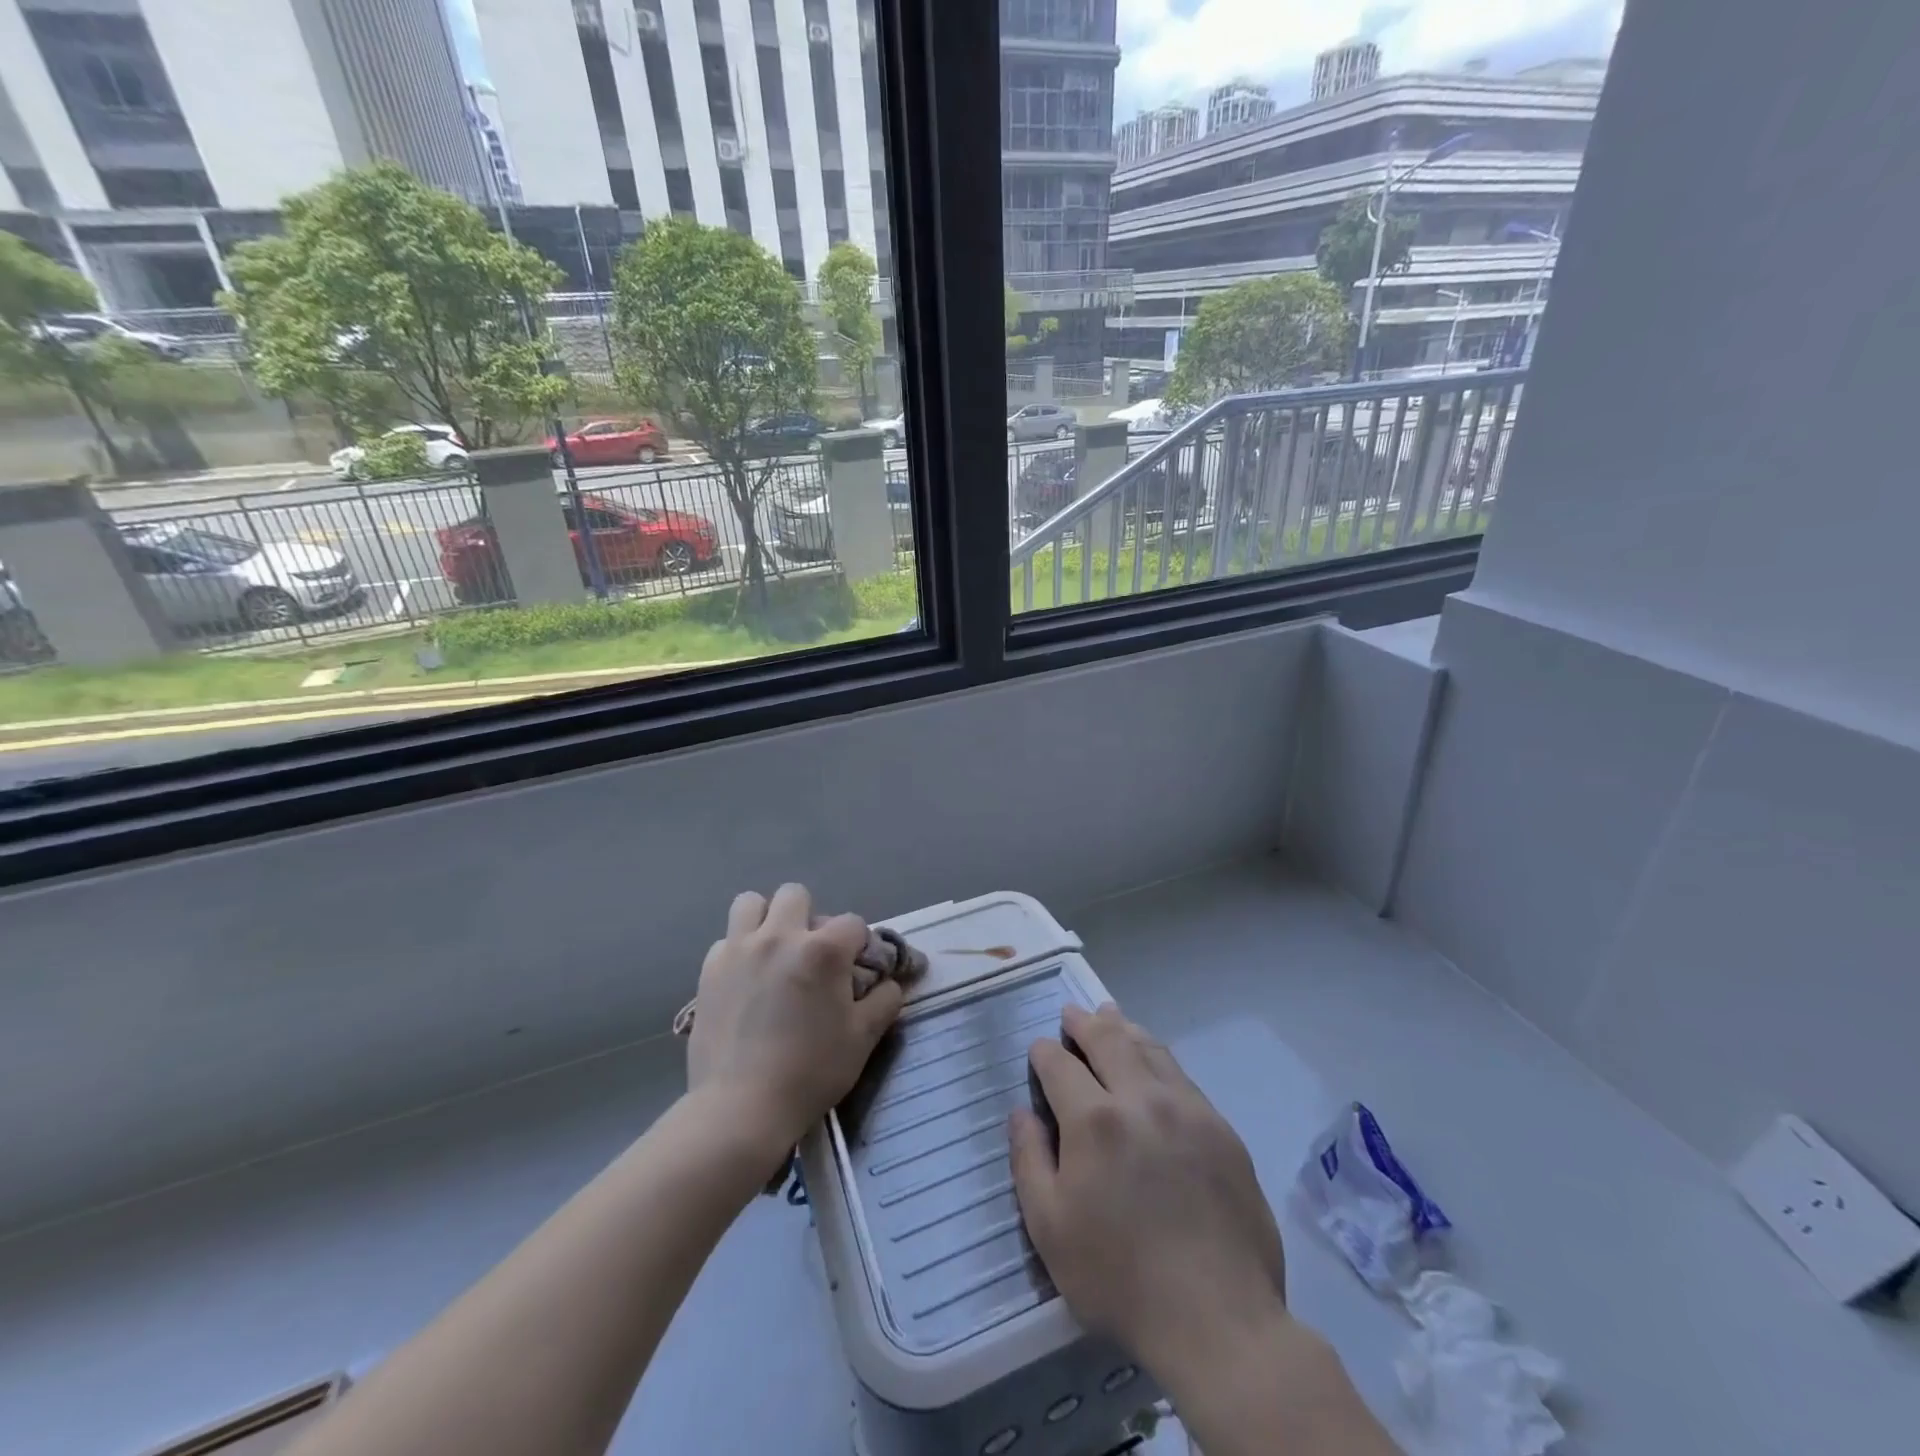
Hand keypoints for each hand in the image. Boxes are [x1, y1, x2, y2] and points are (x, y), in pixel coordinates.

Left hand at [686, 884, 904, 1155]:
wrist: (740, 1108)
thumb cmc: (811, 1072)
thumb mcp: (863, 1039)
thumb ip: (884, 1001)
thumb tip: (889, 982)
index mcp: (823, 950)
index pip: (852, 923)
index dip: (859, 945)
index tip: (856, 970)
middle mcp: (780, 936)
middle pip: (796, 895)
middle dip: (809, 918)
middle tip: (811, 956)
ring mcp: (739, 950)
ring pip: (751, 903)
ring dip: (766, 920)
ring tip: (773, 953)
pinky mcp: (709, 970)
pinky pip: (726, 940)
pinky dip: (739, 951)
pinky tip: (745, 981)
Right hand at [1009, 1003, 1290, 1379]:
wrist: (1219, 1318)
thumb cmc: (1120, 1278)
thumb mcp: (1049, 1228)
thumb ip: (1029, 1159)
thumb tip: (1022, 1112)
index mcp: (1093, 1119)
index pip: (1060, 1065)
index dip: (1044, 1053)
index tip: (1038, 1050)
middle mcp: (1140, 1098)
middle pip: (1108, 1040)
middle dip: (1084, 1023)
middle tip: (1072, 1014)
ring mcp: (1187, 1109)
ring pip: (1149, 1048)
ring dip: (1124, 1029)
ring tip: (1111, 1018)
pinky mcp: (1220, 1129)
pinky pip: (1181, 1075)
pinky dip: (1158, 1056)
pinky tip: (1154, 1061)